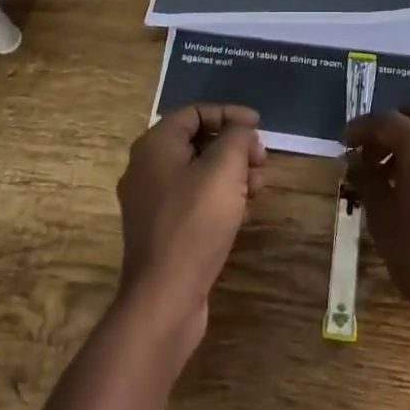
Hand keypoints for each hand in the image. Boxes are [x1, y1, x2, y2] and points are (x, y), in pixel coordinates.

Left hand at [114, 104, 265, 364]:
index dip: (229, 113)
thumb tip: (241, 130)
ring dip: (232, 173)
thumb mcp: (224, 169)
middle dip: (234, 146)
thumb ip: (237, 137)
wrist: (164, 298)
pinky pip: (194, 200)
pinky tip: (244, 211)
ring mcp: (152, 201)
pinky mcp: (162, 230)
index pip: (195, 112)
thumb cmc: (194, 223)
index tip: (259, 125)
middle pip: (197, 141)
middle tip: (262, 160)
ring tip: (259, 187)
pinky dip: (220, 197)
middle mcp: (147, 168)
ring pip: (199, 172)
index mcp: (155, 145)